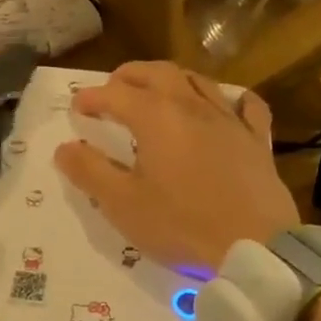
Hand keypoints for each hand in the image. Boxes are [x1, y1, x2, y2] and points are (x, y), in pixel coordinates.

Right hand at [53, 61, 298, 272]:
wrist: (255, 247)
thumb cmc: (181, 225)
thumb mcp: (122, 204)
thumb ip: (89, 172)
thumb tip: (65, 148)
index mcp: (155, 117)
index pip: (115, 94)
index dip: (91, 97)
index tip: (77, 107)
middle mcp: (192, 106)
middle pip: (157, 73)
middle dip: (129, 76)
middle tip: (113, 88)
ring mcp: (229, 120)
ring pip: (198, 81)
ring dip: (171, 79)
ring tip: (158, 91)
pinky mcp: (256, 140)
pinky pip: (246, 106)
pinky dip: (230, 98)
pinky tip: (225, 105)